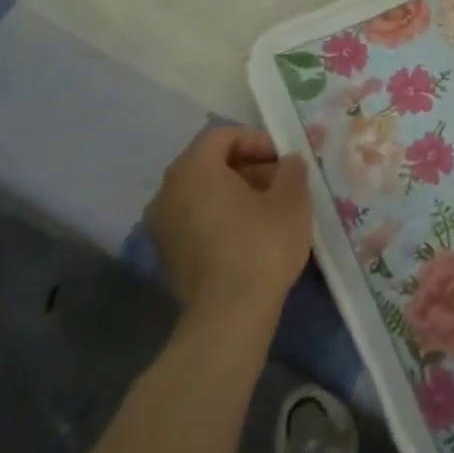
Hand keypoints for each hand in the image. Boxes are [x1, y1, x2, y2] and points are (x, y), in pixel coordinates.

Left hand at [144, 126, 311, 322]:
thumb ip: (291, 169)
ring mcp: (161, 225)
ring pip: (201, 191)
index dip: (256, 140)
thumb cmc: (261, 246)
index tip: (282, 160)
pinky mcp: (165, 253)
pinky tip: (248, 234)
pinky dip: (219, 215)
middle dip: (247, 166)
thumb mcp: (292, 199)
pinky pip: (193, 217)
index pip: (222, 135)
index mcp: (193, 169)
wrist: (228, 317)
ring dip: (234, 191)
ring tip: (268, 209)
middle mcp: (167, 191)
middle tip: (279, 182)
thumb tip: (287, 162)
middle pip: (209, 162)